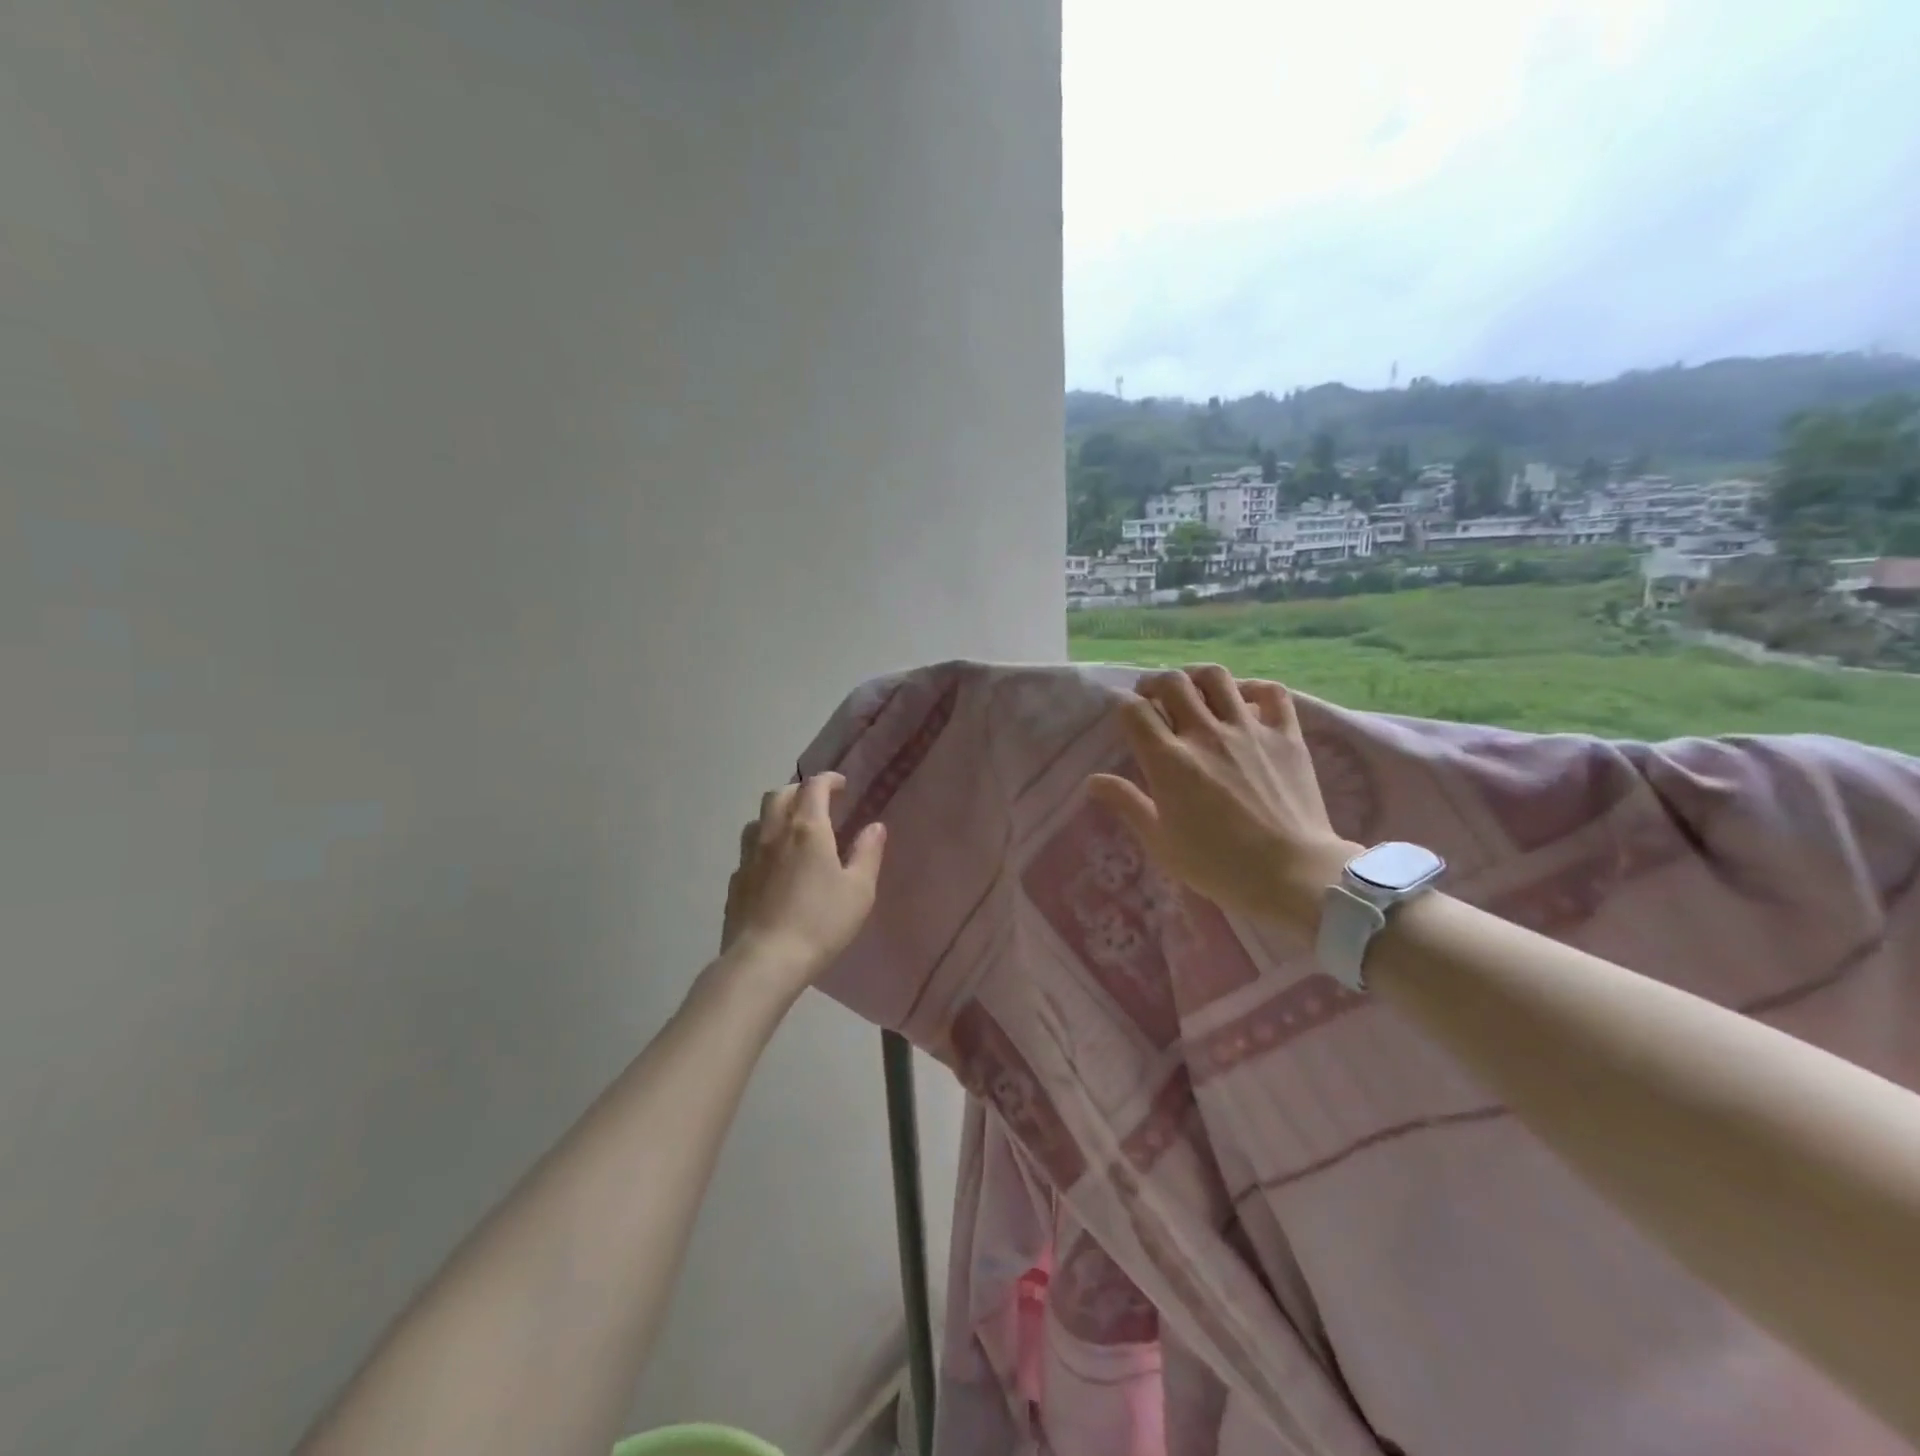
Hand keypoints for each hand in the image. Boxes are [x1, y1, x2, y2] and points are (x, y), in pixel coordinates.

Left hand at [719, 772, 886, 996]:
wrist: (764, 961)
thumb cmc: (820, 922)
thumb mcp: (859, 890)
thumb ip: (867, 853)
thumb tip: (875, 826)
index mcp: (807, 829)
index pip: (814, 786)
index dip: (829, 780)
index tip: (842, 786)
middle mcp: (773, 833)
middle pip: (780, 794)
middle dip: (800, 791)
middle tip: (818, 803)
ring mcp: (749, 857)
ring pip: (758, 819)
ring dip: (777, 815)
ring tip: (793, 831)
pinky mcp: (735, 881)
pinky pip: (748, 850)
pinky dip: (764, 846)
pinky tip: (774, 867)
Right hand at [1087, 667, 1358, 931]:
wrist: (1292, 873)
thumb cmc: (1218, 865)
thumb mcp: (1160, 841)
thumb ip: (1127, 804)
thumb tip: (1093, 781)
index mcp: (1169, 760)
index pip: (1134, 711)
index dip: (1123, 706)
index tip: (1124, 716)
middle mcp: (1205, 733)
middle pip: (1172, 683)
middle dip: (1154, 683)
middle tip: (1152, 697)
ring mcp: (1248, 729)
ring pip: (1217, 677)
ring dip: (1197, 677)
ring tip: (1193, 690)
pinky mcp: (1285, 734)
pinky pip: (1271, 693)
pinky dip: (1254, 689)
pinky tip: (1244, 700)